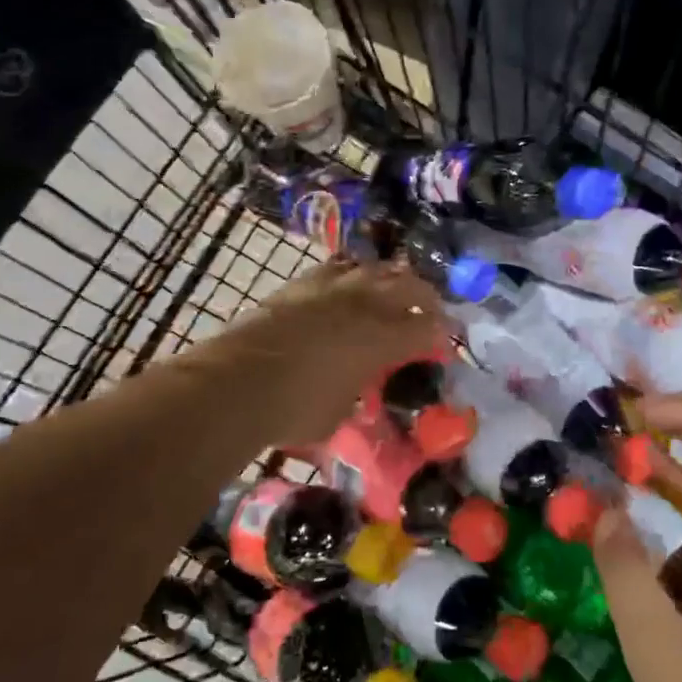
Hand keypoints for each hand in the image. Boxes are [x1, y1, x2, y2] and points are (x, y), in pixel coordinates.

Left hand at [208, 260, 443, 446]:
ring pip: (375, 268)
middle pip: (410, 286)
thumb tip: (356, 392)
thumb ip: (356, 395)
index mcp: (383, 339)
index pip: (428, 329)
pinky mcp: (302, 282)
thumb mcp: (338, 414)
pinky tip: (348, 284)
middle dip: (426, 298)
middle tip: (429, 311)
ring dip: (390, 279)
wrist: (238, 381)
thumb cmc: (295, 408)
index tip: (444, 344)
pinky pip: (338, 267)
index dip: (441, 336)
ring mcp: (332, 287)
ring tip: (391, 291)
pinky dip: (351, 274)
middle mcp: (365, 304)